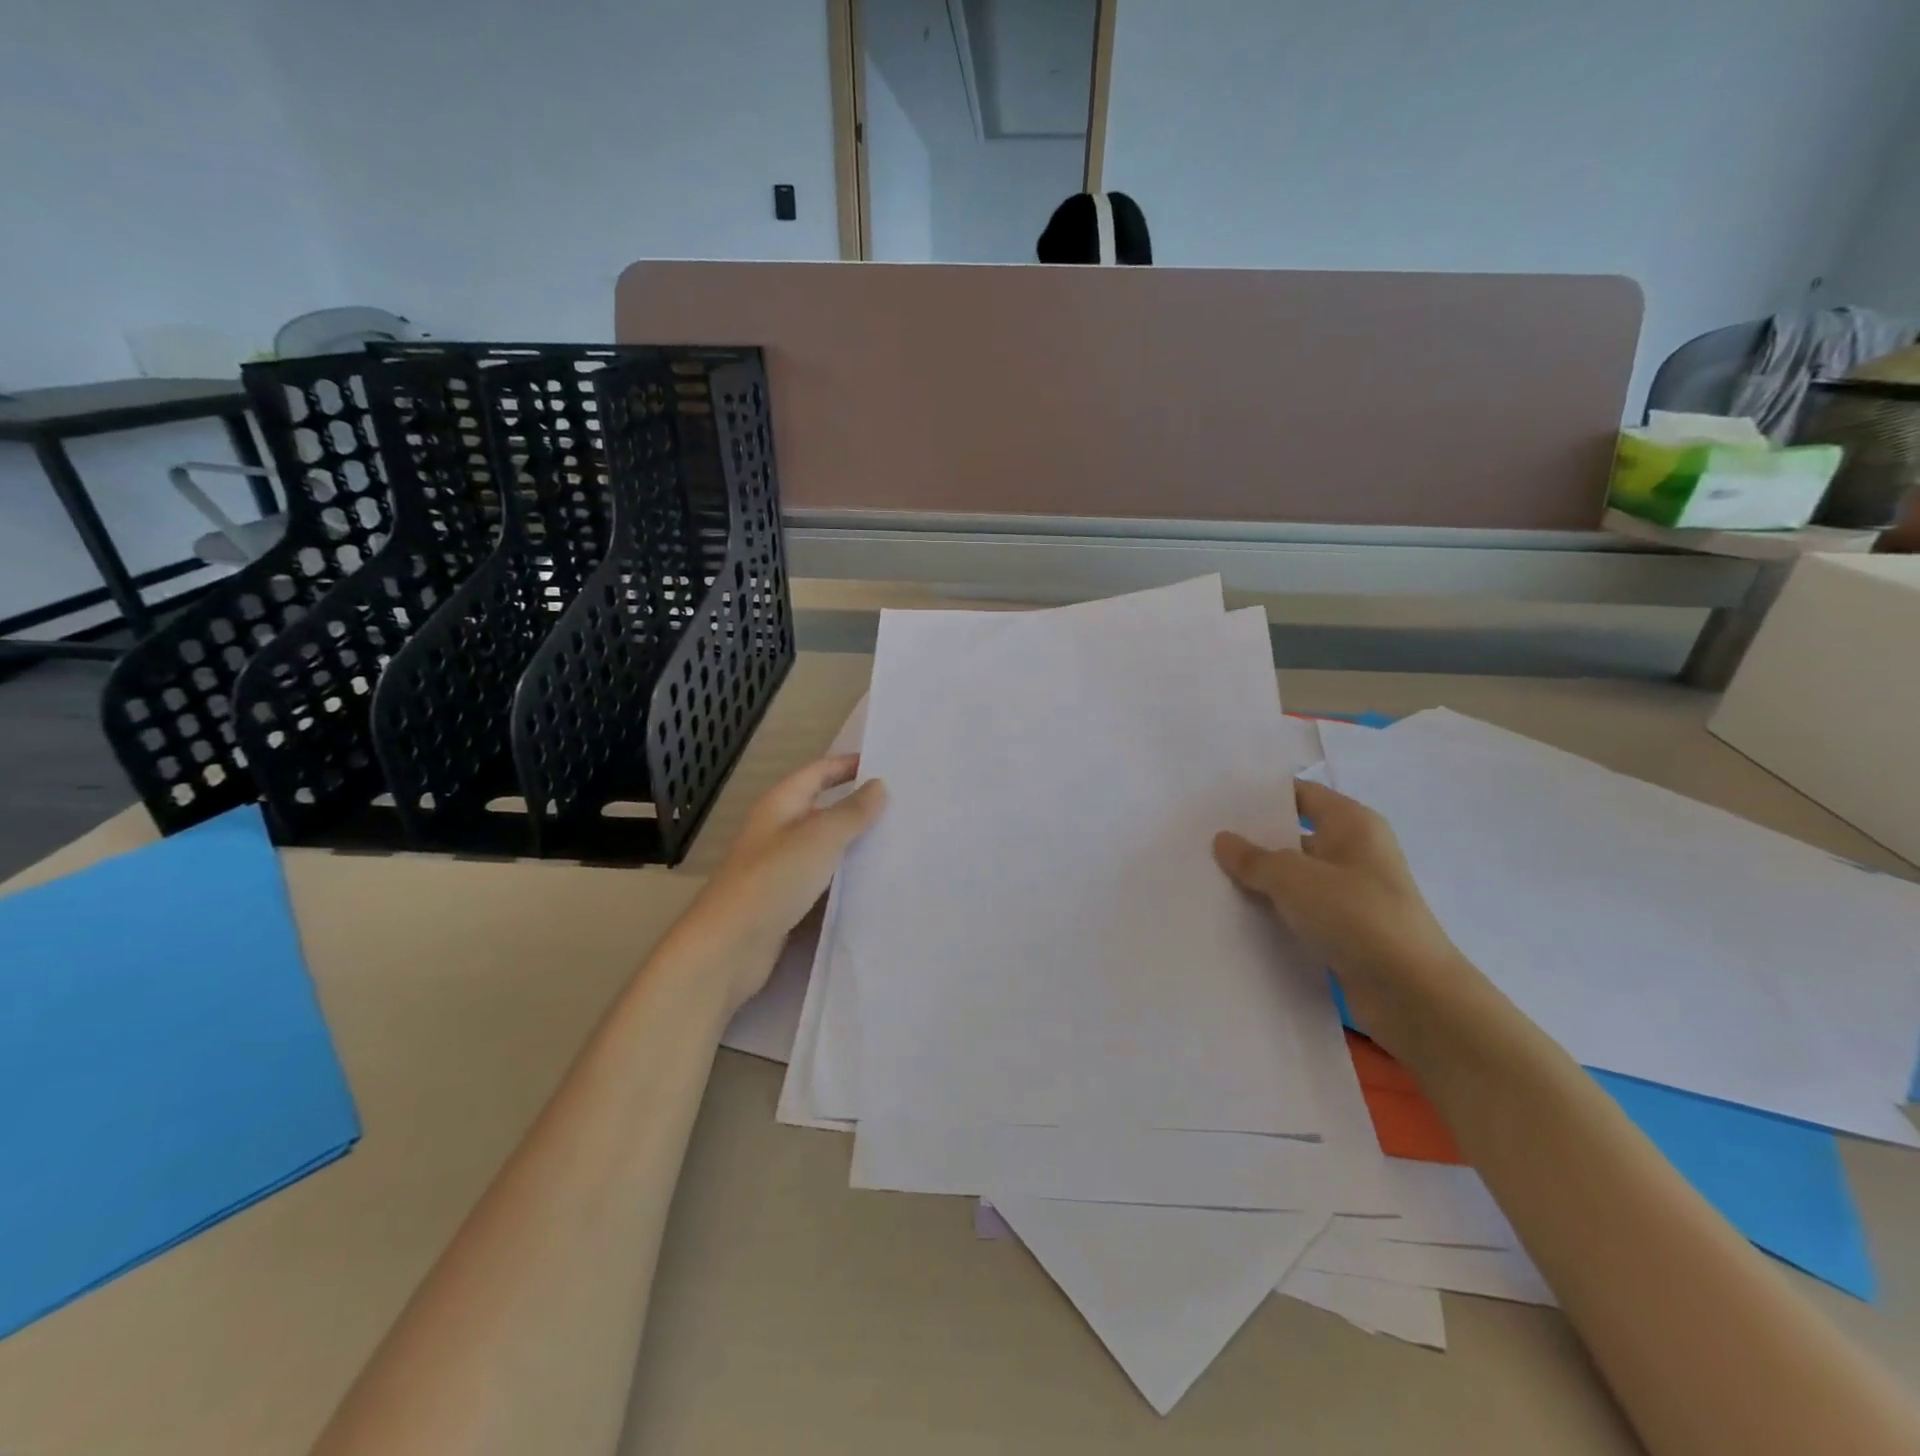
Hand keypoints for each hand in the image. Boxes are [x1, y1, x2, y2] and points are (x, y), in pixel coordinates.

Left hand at [678, 755, 886, 1011]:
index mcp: (780, 805)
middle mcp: (779, 831)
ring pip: (825, 847)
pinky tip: (875, 883)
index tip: (885, 764)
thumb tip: (878, 785)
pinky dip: (846, 877)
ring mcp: (781, 868)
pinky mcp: (786, 901)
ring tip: (898, 841)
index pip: (818, 772)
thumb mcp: (819, 838)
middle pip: (822, 808)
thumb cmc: (773, 880)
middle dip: (858, 805)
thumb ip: (851, 812)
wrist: (729, 948)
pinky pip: (823, 880)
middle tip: (902, 805)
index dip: (847, 765)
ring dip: (855, 843)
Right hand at [1213, 778, 1467, 1053]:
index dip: (1263, 796)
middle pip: (1295, 836)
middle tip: (1204, 841)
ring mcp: (1352, 893)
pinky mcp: (1346, 930)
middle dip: (1254, 840)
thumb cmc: (1356, 915)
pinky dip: (1274, 911)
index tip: (1219, 802)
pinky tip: (1237, 915)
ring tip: (1211, 877)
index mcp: (1353, 824)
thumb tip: (1223, 840)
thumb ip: (1253, 858)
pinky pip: (1301, 910)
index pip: (1302, 795)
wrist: (1410, 992)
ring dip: (1261, 880)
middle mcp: (1355, 852)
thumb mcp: (1293, 878)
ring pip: (1295, 877)